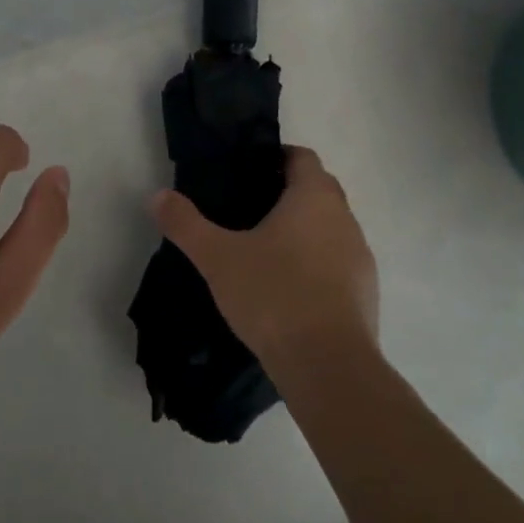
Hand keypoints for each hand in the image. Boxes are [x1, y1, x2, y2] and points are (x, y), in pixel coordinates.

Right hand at [151, 146, 377, 367]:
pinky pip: (338, 263)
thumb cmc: (273, 294)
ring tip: (266, 251)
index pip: (302, 157)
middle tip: (249, 209)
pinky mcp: (366, 293)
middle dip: (288, 193)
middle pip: (319, 190)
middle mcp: (345, 219)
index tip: (249, 172)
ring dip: (305, 231)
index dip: (277, 157)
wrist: (328, 365)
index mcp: (314, 197)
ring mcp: (360, 257)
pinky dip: (317, 265)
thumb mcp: (217, 257)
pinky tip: (289, 289)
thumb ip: (186, 224)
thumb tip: (157, 196)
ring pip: (330, 228)